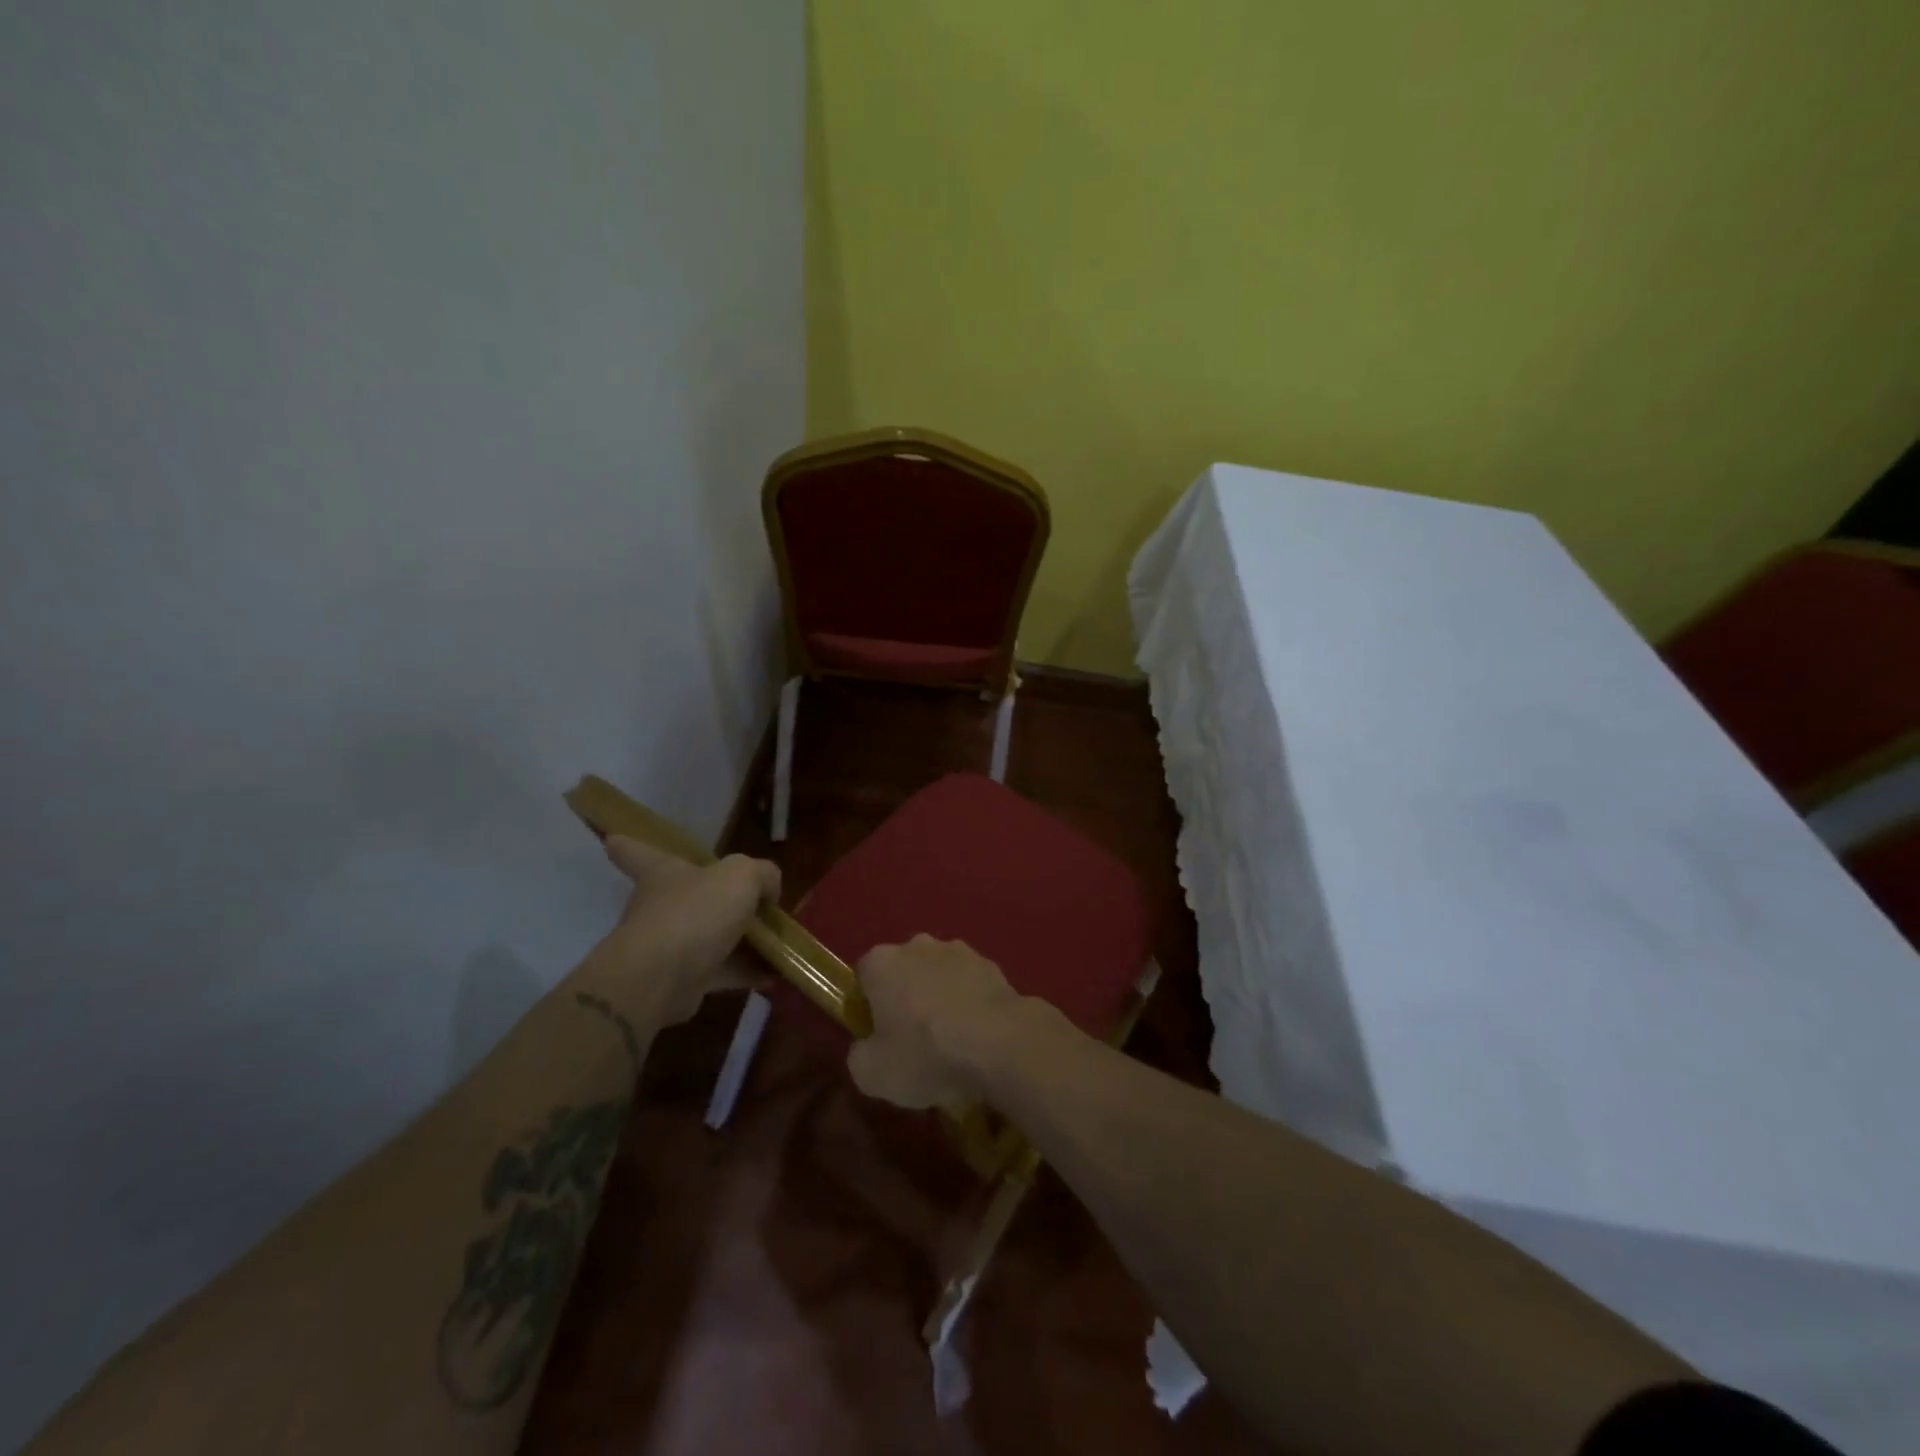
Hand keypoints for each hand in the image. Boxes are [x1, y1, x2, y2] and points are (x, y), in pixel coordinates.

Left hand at [588, 835, 780, 1025]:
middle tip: (751, 902)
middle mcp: (661, 906)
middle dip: (712, 899)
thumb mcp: (742, 876)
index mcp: (663, 872)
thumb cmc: (695, 912)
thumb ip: (762, 875)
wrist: (661, 979)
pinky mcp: (683, 980)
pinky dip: (746, 971)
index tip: (612, 838)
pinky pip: (721, 970)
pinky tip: (775, 973)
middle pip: (685, 896)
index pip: (637, 852)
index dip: (629, 843)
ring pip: (709, 936)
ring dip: (740, 940)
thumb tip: (768, 891)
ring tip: (777, 942)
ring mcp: (670, 945)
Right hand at [846, 935, 1032, 1109]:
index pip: (863, 976)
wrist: (999, 1043)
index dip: (867, 1006)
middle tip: (913, 1041)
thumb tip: (866, 1047)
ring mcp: (958, 950)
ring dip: (939, 998)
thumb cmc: (925, 1053)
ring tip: (951, 1042)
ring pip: (938, 975)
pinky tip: (977, 1036)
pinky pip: (969, 985)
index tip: (878, 1037)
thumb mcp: (872, 1074)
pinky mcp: (990, 964)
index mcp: (881, 962)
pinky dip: (969, 1003)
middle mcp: (917, 945)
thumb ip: (858, 1055)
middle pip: (902, 971)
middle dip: (905, 998)